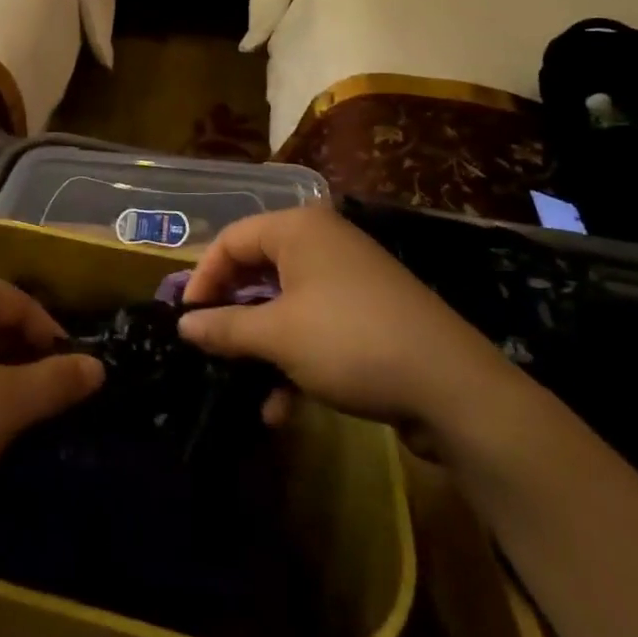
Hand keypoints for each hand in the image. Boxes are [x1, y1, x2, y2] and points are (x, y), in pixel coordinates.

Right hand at [178, 205, 514, 439]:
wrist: (454, 389)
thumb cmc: (349, 342)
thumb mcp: (277, 336)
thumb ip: (224, 327)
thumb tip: (183, 326)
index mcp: (297, 229)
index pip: (230, 240)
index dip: (202, 278)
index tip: (184, 319)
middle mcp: (322, 242)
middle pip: (257, 271)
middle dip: (232, 315)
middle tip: (207, 347)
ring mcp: (348, 279)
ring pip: (285, 304)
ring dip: (262, 347)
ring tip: (243, 385)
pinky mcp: (368, 314)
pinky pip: (315, 325)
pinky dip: (294, 358)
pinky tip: (283, 407)